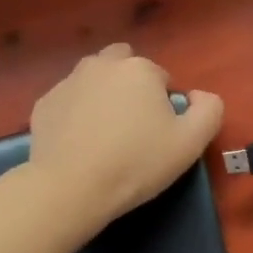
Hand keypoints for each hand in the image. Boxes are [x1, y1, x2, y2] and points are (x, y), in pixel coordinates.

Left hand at [27, 44, 222, 230]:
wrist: (72, 188)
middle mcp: (101, 64)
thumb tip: (199, 96)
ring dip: (102, 95)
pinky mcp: (43, 103)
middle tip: (132, 126)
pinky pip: (68, 101)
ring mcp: (68, 82)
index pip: (160, 78)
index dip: (163, 105)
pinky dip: (75, 114)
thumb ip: (209, 109)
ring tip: (104, 134)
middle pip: (123, 66)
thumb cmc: (137, 162)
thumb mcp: (191, 142)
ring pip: (93, 79)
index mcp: (139, 69)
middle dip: (130, 87)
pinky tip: (78, 142)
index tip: (158, 134)